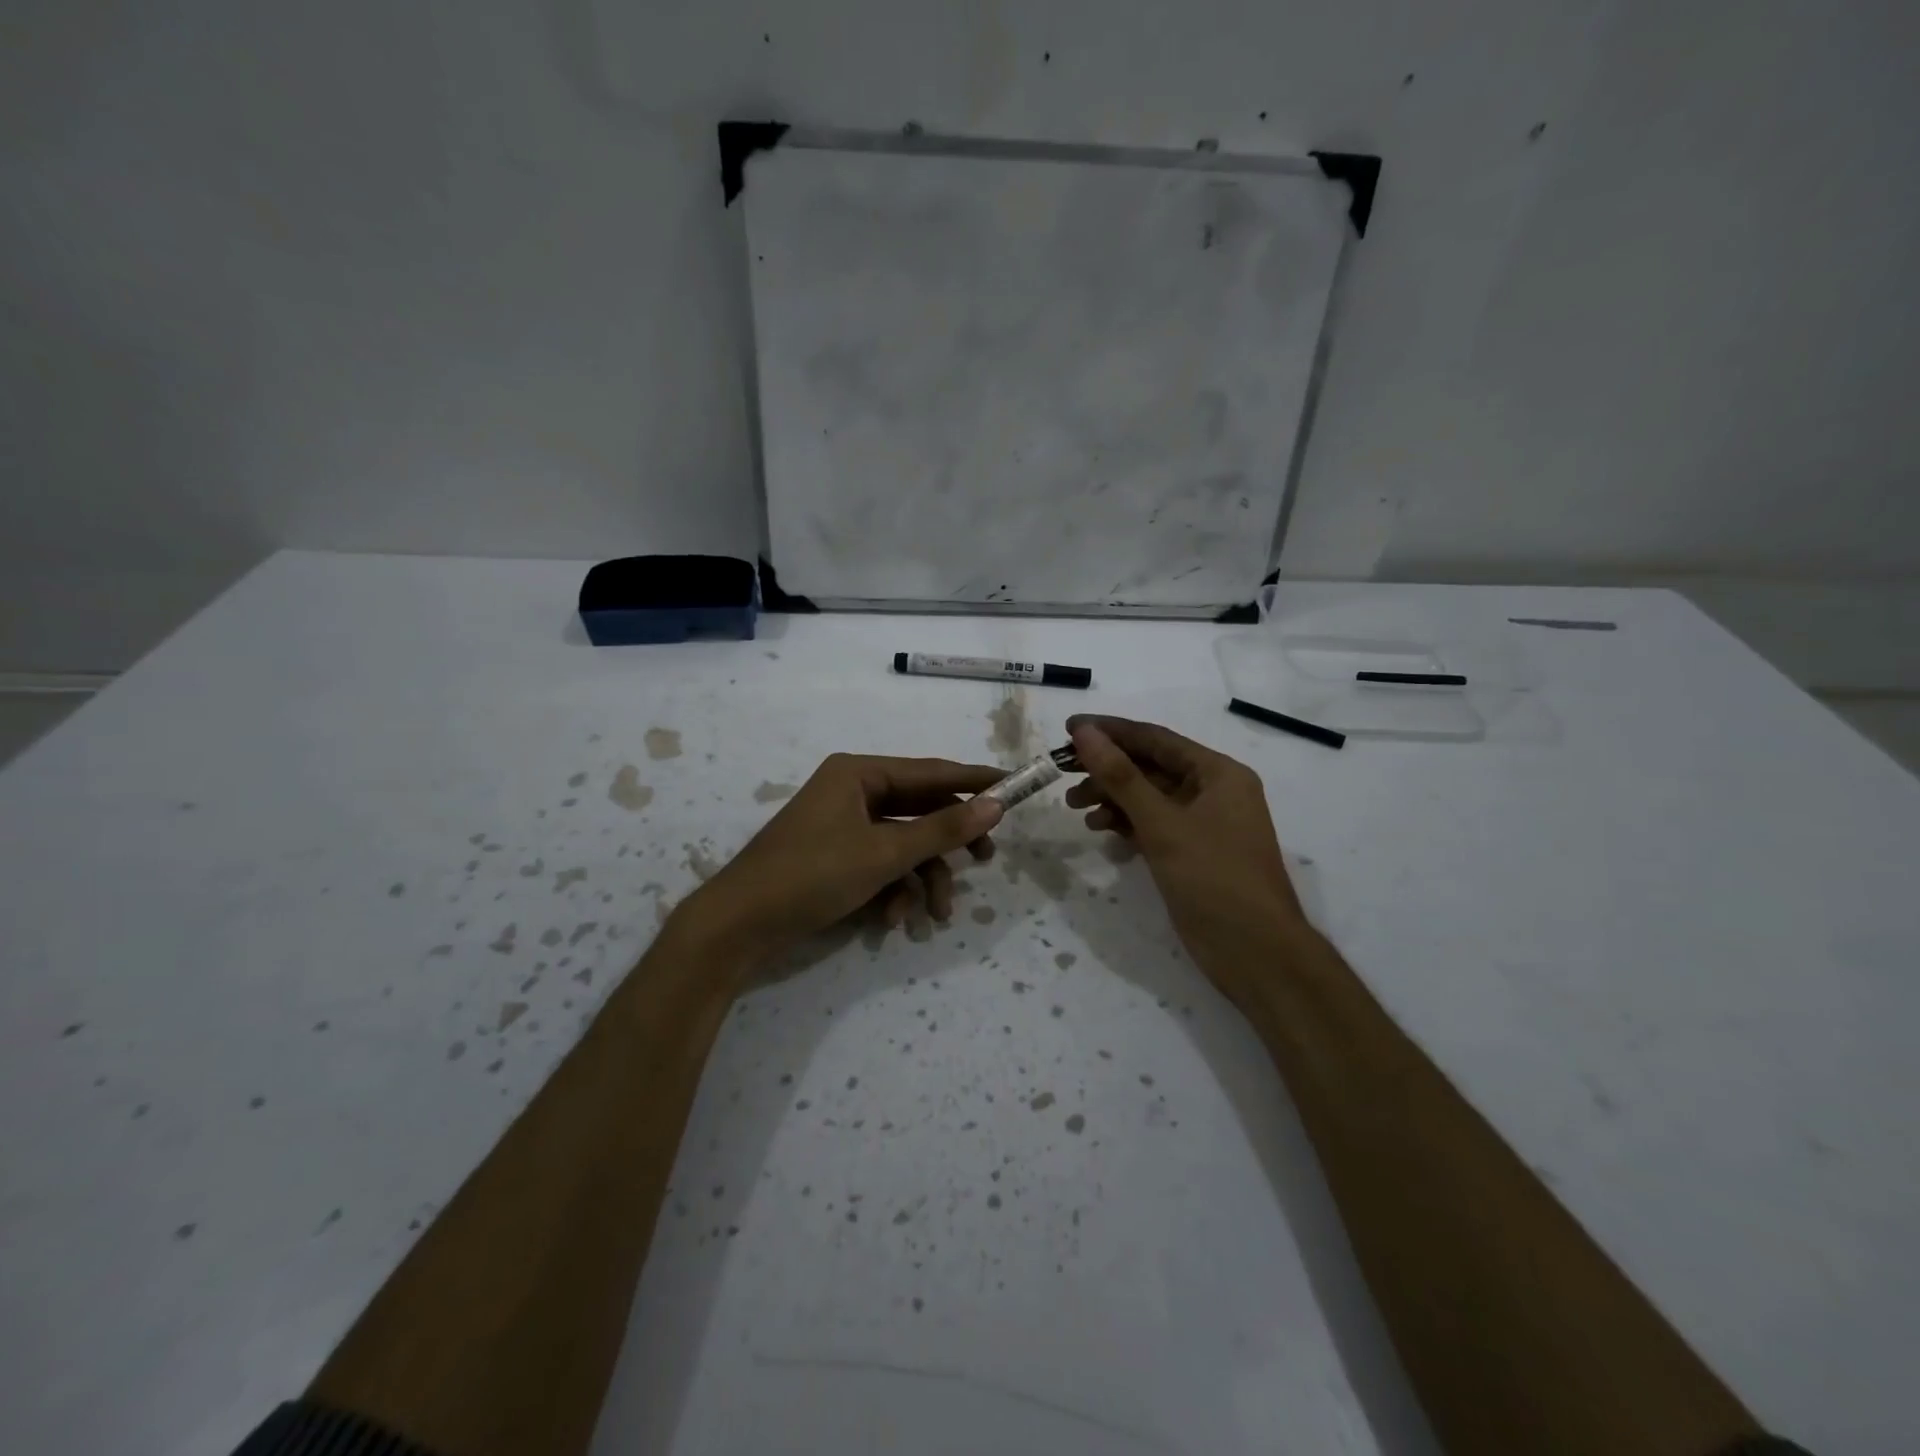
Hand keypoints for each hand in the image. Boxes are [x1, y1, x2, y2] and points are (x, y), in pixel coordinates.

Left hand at [681, 753, 1005, 965]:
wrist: (739, 926)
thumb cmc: (812, 876)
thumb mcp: (884, 854)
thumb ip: (942, 830)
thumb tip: (995, 805)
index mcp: (859, 773)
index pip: (932, 771)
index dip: (975, 781)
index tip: (1015, 787)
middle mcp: (853, 791)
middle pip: (920, 809)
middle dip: (948, 843)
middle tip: (985, 860)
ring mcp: (843, 826)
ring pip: (903, 844)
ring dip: (923, 878)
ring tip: (936, 915)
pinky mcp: (836, 858)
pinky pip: (881, 864)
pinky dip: (893, 890)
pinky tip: (892, 920)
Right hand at [1066, 715, 1308, 1011]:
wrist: (1256, 953)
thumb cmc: (1214, 878)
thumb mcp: (1162, 823)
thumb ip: (1121, 776)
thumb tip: (1085, 732)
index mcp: (1218, 773)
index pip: (1156, 739)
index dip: (1111, 731)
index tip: (1069, 727)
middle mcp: (1213, 791)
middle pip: (1151, 767)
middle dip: (1107, 769)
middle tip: (1064, 772)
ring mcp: (1204, 824)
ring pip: (1149, 798)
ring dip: (1112, 798)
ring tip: (1075, 806)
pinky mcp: (1192, 853)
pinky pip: (1153, 825)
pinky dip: (1126, 823)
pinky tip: (1100, 829)